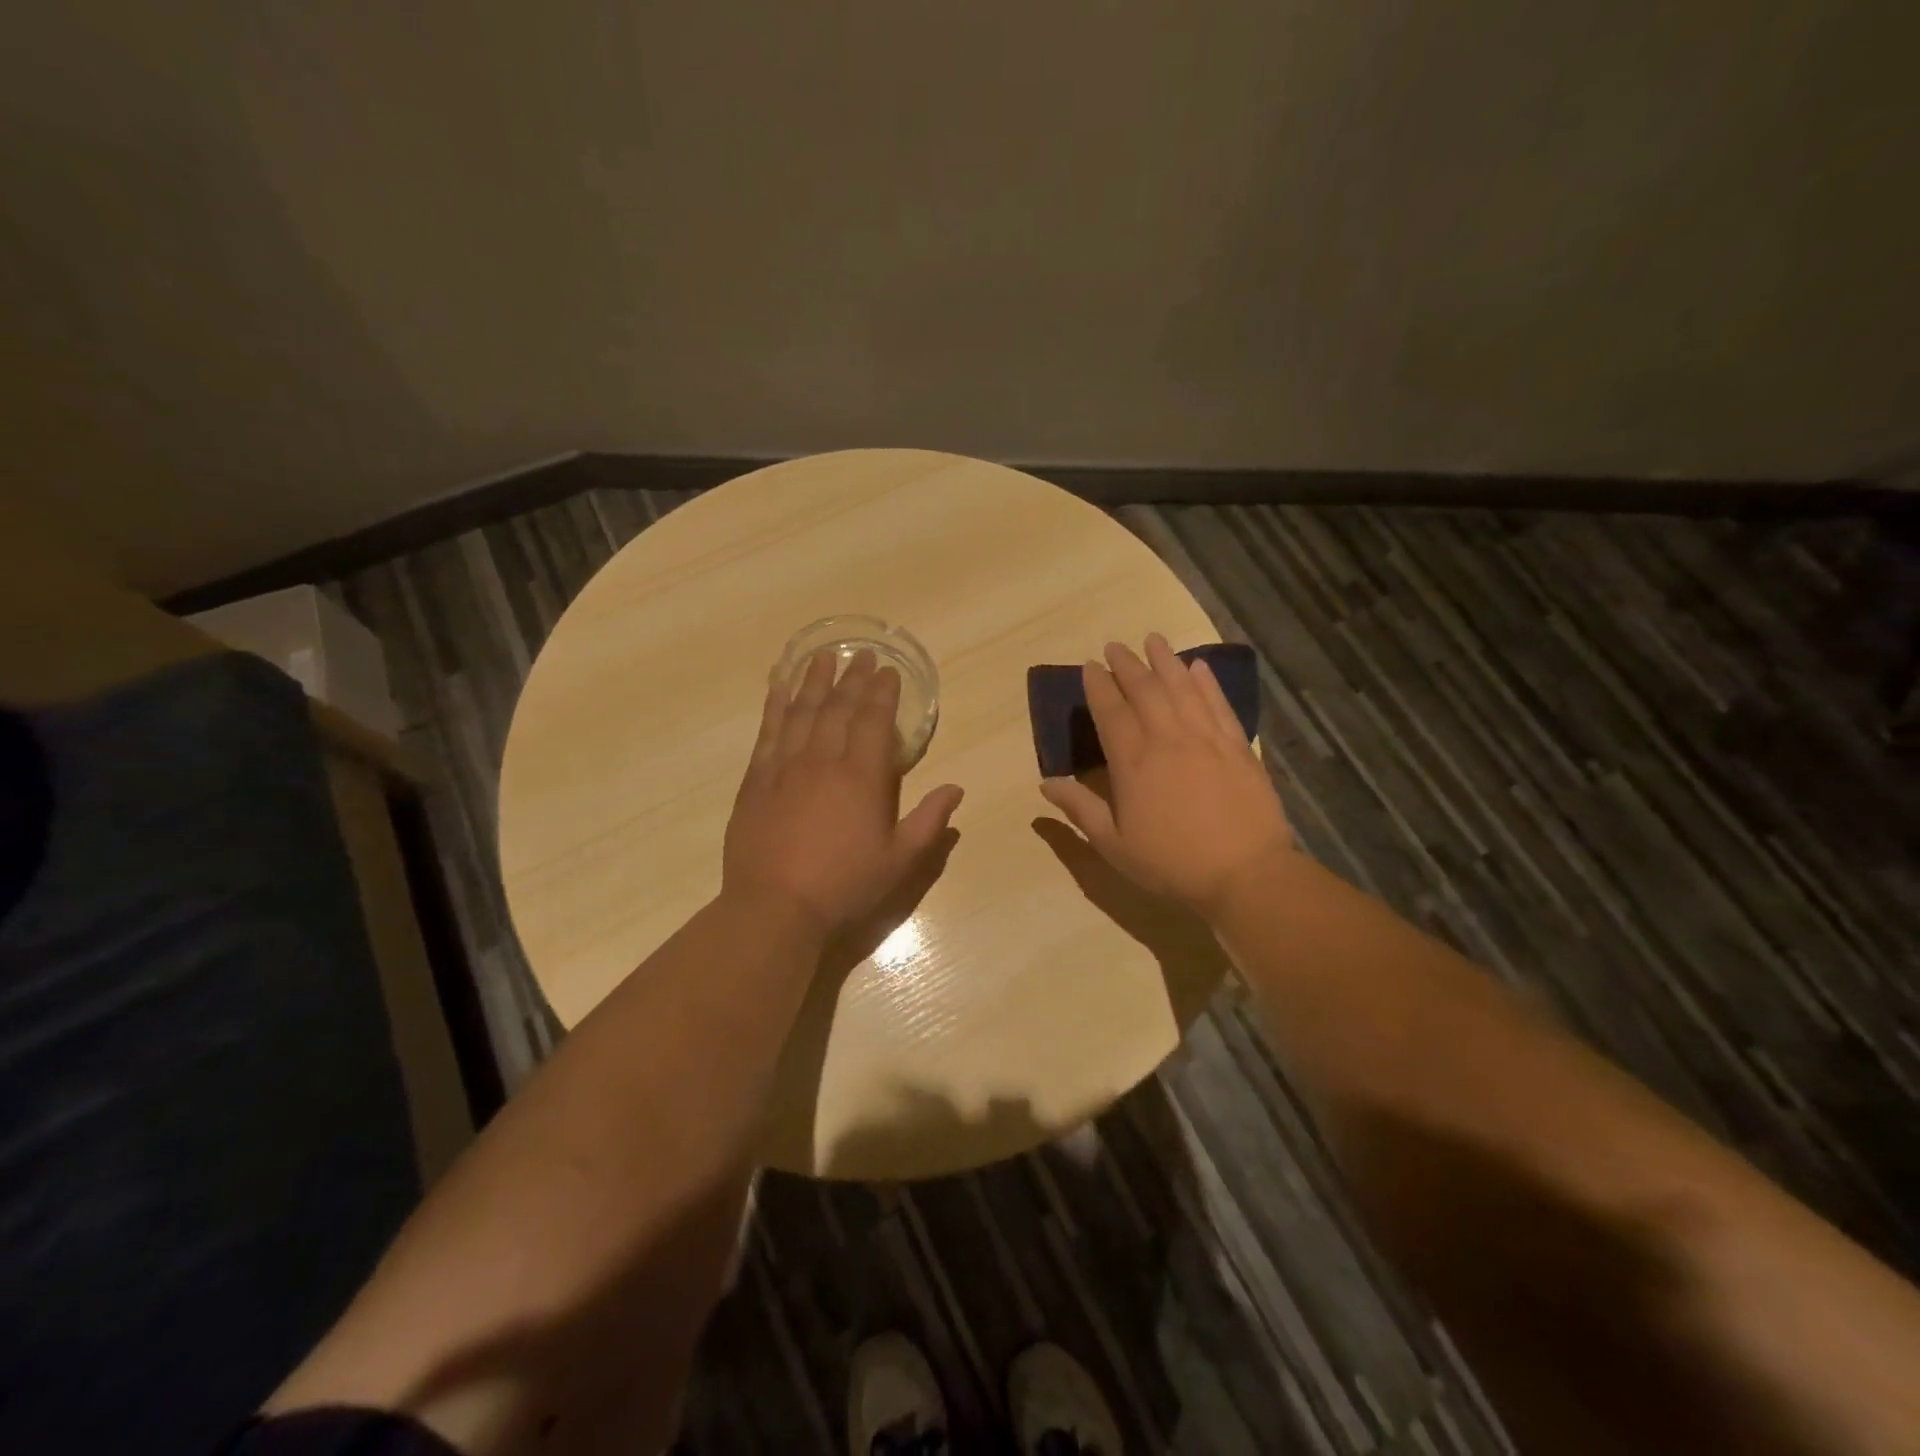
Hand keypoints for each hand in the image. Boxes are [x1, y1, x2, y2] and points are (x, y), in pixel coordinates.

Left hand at [723, 647, 963, 939]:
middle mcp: (823, 761)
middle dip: (852, 677)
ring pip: (802, 711)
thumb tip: (956, 789)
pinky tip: (779, 686)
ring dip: (814, 681)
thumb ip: (929, 821)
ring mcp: (785, 767)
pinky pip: (768, 731)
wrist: (775, 907)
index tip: (887, 670)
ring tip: (822, 656)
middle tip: (860, 654)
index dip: (882, 692)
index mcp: (862, 778)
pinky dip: (775, 705)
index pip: (874, 721)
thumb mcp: (899, 861)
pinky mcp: (756, 779)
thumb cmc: (844, 886)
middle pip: (839, 707)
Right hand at [1040, 634, 1290, 917]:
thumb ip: (1080, 809)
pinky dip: (1207, 683)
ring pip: (1182, 688)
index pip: (1111, 712)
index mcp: (1133, 762)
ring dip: (1165, 661)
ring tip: (1153, 640)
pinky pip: (1219, 705)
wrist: (1245, 874)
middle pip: (1145, 690)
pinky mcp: (1238, 747)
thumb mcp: (1113, 845)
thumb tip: (1046, 782)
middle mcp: (1168, 739)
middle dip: (1127, 665)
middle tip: (1116, 646)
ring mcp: (1206, 739)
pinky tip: (1199, 667)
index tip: (1091, 666)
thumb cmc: (1171, 863)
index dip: (1099, 686)